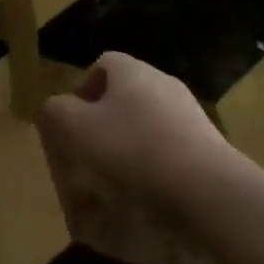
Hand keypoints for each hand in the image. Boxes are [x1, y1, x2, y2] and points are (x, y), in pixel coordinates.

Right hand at [39, 52, 228, 206]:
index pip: (103, 64)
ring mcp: (190, 115)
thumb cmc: (135, 149)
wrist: (209, 191)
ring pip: (148, 125)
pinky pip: (171, 152)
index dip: (84, 89)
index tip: (73, 121)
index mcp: (132, 71)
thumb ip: (57, 112)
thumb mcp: (77, 129)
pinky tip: (146, 198)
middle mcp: (163, 84)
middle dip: (105, 122)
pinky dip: (155, 169)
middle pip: (126, 95)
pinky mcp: (209, 149)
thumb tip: (54, 108)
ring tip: (115, 183)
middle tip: (89, 153)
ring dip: (130, 147)